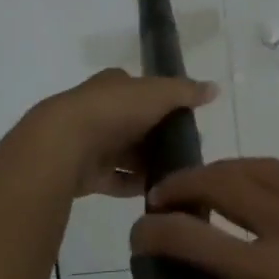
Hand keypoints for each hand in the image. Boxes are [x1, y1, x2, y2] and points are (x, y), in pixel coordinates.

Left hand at [5, 68, 217, 198]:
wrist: (63, 144)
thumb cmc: (113, 110)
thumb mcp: (157, 94)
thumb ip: (186, 92)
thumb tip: (215, 88)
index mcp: (112, 85)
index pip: (140, 89)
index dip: (160, 101)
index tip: (184, 120)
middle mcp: (99, 109)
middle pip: (134, 123)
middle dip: (156, 137)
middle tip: (185, 152)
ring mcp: (89, 142)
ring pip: (124, 153)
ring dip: (145, 164)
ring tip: (175, 177)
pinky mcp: (84, 172)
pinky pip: (114, 179)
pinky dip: (132, 185)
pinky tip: (154, 193)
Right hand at [130, 158, 278, 278]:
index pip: (196, 238)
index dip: (156, 232)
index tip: (137, 235)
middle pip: (226, 182)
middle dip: (184, 185)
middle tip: (161, 199)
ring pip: (260, 167)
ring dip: (221, 171)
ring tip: (198, 189)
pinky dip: (255, 178)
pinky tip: (245, 199)